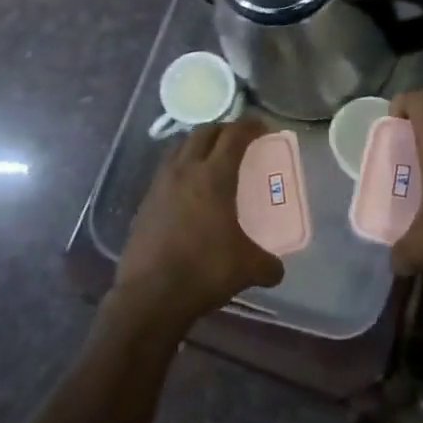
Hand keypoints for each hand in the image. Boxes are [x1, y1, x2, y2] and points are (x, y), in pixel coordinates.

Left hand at [113, 118, 284, 328]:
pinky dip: (181, 168)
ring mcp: (160, 185)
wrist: (150, 296)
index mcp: (214, 177)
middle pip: (204, 133)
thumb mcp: (247, 268)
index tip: (262, 127)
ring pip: (180, 148)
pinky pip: (166, 171)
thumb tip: (277, 269)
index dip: (250, 126)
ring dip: (198, 144)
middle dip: (223, 130)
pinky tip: (188, 189)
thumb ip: (267, 264)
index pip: (234, 136)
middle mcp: (185, 171)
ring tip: (211, 158)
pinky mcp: (145, 203)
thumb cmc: (204, 272)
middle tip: (238, 140)